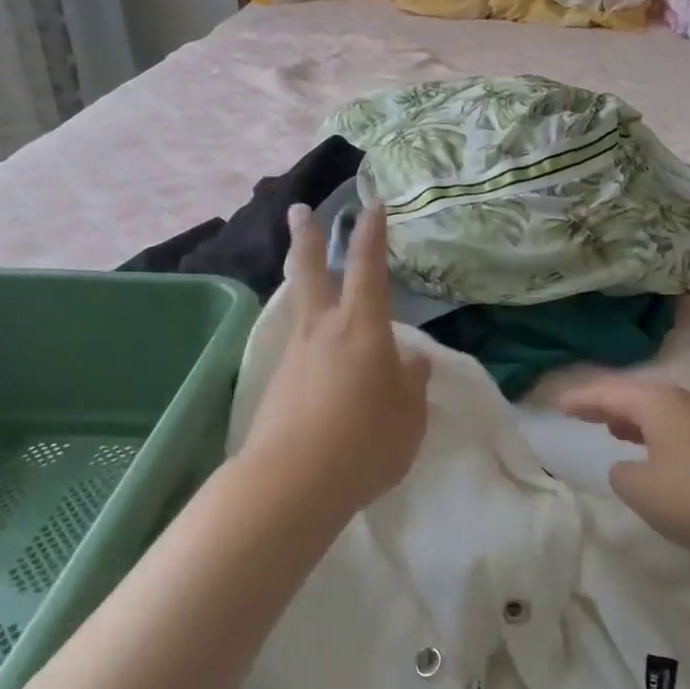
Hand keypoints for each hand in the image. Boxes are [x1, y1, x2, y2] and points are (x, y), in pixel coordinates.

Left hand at [241, 203, 430, 518]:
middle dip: (307, 238)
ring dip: (303, 286)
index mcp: (362, 328)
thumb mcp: (409, 417)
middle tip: (298, 210)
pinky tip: (320, 363)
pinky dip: (309, 342)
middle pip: (310, 272)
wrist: (293, 482)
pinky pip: (298, 350)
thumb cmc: (366, 442)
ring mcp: (294, 356)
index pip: (369, 268)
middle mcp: (323, 331)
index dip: (372, 234)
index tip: (372, 206)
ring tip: (313, 285)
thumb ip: (412, 384)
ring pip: (300, 309)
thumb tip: (411, 360)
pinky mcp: (277, 384)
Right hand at [558, 377, 689, 555]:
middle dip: (607, 406)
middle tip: (582, 413)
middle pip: (637, 397)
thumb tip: (628, 467)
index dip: (582, 399)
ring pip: (662, 412)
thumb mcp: (644, 491)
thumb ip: (622, 476)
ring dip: (635, 420)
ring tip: (615, 429)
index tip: (559, 405)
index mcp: (658, 405)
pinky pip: (681, 428)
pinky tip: (660, 453)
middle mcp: (685, 402)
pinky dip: (658, 434)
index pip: (610, 394)